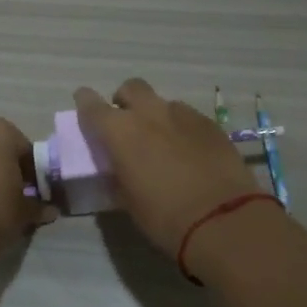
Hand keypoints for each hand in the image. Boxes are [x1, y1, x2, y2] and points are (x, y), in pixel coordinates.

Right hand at [74, 79, 262, 255]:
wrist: (222, 218)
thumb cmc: (164, 217)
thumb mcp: (129, 202)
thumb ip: (118, 177)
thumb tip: (117, 169)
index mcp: (120, 132)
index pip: (92, 106)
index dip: (85, 102)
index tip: (83, 102)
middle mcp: (149, 114)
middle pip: (132, 88)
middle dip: (125, 99)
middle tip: (127, 121)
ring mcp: (184, 115)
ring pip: (163, 103)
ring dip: (157, 116)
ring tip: (163, 141)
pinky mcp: (211, 124)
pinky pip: (189, 117)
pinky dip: (182, 128)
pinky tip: (190, 151)